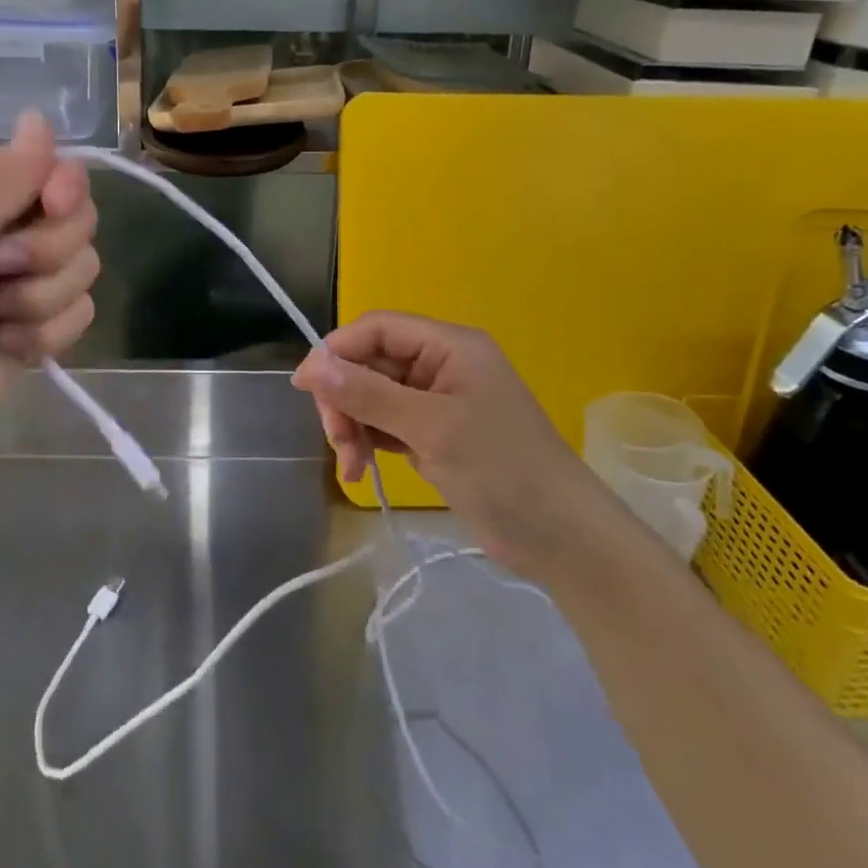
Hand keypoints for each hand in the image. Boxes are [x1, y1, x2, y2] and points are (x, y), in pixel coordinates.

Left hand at [0, 113, 98, 459]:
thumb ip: (4, 178)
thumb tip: (41, 118)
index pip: (51, 169)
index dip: (64, 187)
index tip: (53, 205)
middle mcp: (3, 232)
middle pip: (78, 220)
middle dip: (43, 252)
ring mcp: (23, 283)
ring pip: (83, 270)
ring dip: (36, 300)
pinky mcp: (37, 328)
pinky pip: (79, 316)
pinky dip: (42, 335)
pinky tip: (2, 346)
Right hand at [292, 312, 608, 573]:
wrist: (562, 538)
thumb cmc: (503, 469)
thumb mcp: (432, 428)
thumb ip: (369, 394)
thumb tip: (311, 367)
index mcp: (449, 346)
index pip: (377, 328)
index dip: (337, 351)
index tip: (305, 388)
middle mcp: (441, 365)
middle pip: (371, 363)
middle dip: (346, 399)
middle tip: (337, 440)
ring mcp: (437, 402)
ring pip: (373, 396)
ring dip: (354, 426)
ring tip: (353, 467)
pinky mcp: (434, 435)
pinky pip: (386, 425)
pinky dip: (368, 442)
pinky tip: (362, 470)